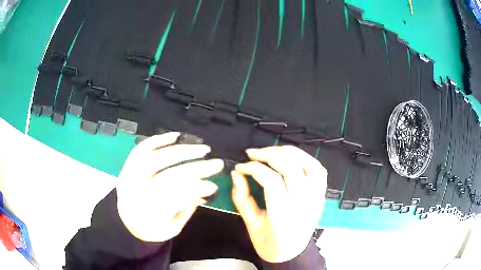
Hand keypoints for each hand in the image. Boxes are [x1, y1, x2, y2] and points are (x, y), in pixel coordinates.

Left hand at [116, 132, 223, 241]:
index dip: (196, 190)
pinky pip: (141, 149)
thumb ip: (187, 210)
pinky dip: (158, 140)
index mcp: (149, 214)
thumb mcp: (172, 228)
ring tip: (202, 149)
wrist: (126, 222)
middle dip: (197, 168)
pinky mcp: (127, 166)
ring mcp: (130, 177)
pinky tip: (175, 136)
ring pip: (156, 158)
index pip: (176, 198)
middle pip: (169, 176)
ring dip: (182, 151)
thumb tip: (204, 189)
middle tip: (216, 163)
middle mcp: (138, 193)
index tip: (214, 185)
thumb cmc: (152, 228)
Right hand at [231, 146, 326, 262]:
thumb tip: (236, 174)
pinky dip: (305, 158)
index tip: (240, 167)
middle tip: (252, 153)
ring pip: (307, 163)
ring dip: (287, 152)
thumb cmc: (269, 243)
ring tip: (270, 152)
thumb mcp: (250, 223)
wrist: (291, 253)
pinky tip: (291, 158)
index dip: (252, 168)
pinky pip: (319, 169)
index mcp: (283, 214)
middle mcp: (303, 202)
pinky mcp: (320, 194)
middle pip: (290, 166)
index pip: (270, 179)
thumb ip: (241, 197)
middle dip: (268, 154)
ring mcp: (315, 196)